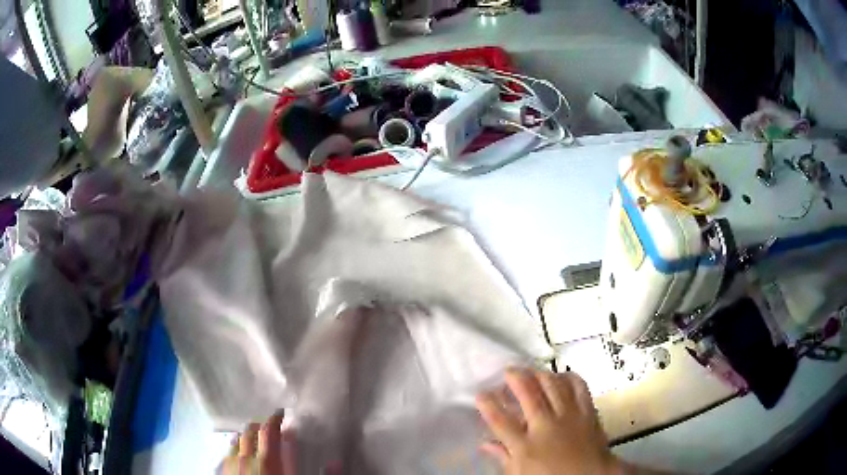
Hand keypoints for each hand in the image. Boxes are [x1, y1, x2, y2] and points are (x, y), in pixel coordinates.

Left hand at [224, 411, 295, 474]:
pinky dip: (235, 446)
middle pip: (250, 432)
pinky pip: (228, 452)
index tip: (280, 413)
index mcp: (267, 461)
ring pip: (236, 440)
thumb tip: (335, 462)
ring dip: (246, 435)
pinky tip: (237, 450)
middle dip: (259, 425)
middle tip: (269, 426)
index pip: (269, 432)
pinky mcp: (224, 472)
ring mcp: (233, 465)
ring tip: (254, 436)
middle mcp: (247, 458)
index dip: (274, 419)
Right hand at [476, 368, 621, 474]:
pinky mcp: (587, 410)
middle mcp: (545, 426)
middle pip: (528, 394)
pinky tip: (561, 376)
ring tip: (531, 371)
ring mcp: (568, 416)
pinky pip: (578, 386)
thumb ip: (504, 457)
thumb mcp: (521, 474)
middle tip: (508, 371)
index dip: (488, 404)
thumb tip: (485, 444)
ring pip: (552, 385)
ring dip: (539, 373)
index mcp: (525, 446)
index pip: (500, 421)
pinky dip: (569, 377)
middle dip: (515, 378)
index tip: (481, 393)